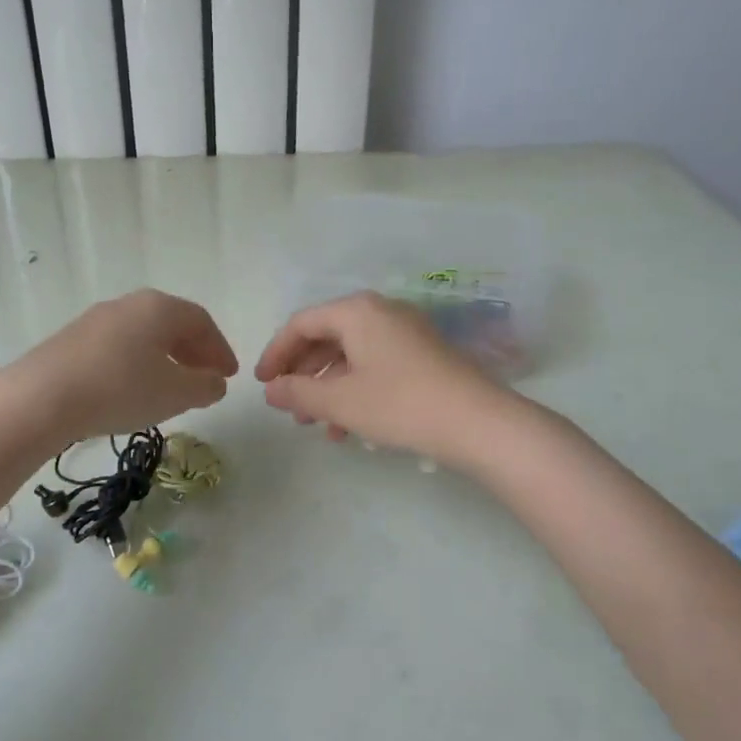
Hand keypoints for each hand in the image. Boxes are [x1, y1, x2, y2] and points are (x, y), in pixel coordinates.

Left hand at [12, 289, 237, 440]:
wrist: (41, 398)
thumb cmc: (120, 389)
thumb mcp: (175, 394)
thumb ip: (205, 386)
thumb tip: (216, 382)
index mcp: (159, 308)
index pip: (201, 322)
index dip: (220, 349)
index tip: (228, 376)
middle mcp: (128, 304)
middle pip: (171, 324)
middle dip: (193, 352)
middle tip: (205, 379)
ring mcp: (96, 320)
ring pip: (143, 336)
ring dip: (165, 359)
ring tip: (171, 388)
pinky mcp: (71, 341)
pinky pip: (118, 347)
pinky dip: (137, 364)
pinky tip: (133, 390)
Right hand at [254, 292, 509, 465]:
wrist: (478, 422)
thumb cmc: (399, 404)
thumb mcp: (340, 402)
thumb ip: (298, 393)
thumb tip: (270, 390)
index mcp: (357, 311)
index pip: (301, 324)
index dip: (275, 354)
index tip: (262, 384)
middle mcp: (381, 312)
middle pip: (326, 337)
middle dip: (302, 374)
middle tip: (288, 407)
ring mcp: (405, 332)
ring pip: (351, 355)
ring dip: (328, 388)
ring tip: (316, 425)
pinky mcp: (423, 355)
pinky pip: (375, 365)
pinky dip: (355, 390)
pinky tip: (349, 428)